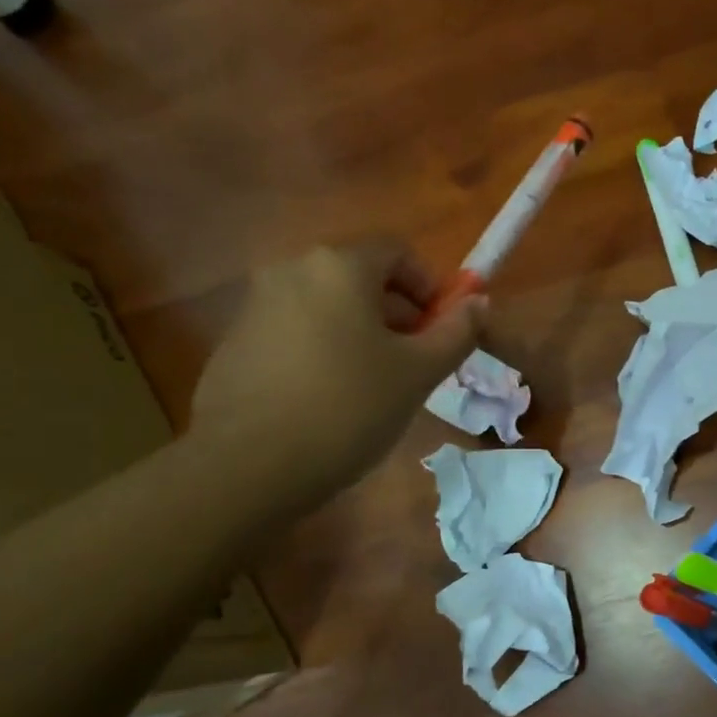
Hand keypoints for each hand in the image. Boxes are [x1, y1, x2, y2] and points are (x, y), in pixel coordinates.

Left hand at [191, 242, 484, 505]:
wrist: (249, 464)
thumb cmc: (349, 408)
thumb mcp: (418, 373)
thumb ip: (456, 332)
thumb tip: (480, 303)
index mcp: (340, 266)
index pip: (398, 252)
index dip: (430, 287)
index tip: (442, 331)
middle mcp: (293, 270)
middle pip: (361, 277)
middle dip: (399, 314)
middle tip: (417, 363)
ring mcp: (257, 305)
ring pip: (329, 306)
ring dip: (363, 333)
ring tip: (377, 386)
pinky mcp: (236, 341)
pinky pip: (297, 331)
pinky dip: (325, 350)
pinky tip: (331, 399)